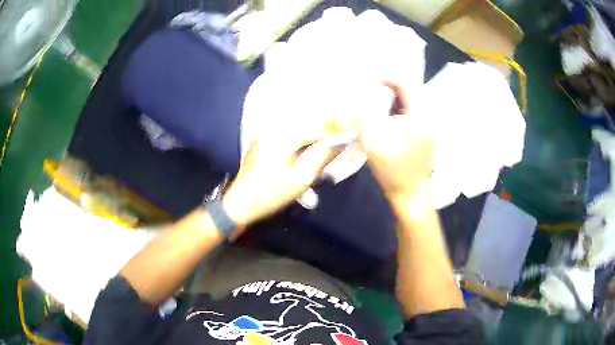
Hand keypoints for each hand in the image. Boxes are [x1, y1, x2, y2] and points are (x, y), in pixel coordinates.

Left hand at [222, 131, 334, 225]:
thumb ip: (320, 158)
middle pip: (305, 126)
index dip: (332, 134)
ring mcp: (265, 136)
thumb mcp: (300, 179)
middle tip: (336, 146)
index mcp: (282, 139)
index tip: (345, 142)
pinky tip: (304, 152)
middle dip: (322, 134)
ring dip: (310, 138)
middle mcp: (272, 131)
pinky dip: (298, 141)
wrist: (240, 202)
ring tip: (323, 149)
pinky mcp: (261, 143)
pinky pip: (285, 136)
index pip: (314, 129)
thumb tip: (337, 144)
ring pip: (295, 131)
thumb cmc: (271, 194)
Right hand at [359, 84, 433, 202]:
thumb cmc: (391, 167)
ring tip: (380, 106)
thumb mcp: (373, 137)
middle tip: (374, 93)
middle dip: (392, 89)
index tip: (372, 81)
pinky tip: (391, 121)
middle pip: (411, 92)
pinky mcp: (430, 135)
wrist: (409, 193)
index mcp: (420, 115)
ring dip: (397, 101)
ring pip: (414, 103)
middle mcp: (430, 117)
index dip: (388, 78)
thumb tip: (366, 91)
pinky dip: (402, 111)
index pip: (406, 84)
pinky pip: (416, 114)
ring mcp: (432, 127)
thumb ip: (368, 110)